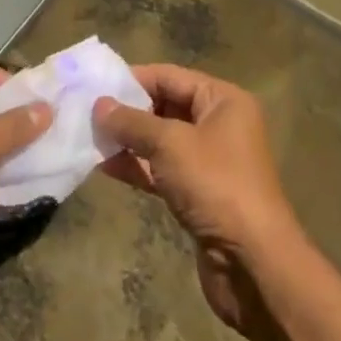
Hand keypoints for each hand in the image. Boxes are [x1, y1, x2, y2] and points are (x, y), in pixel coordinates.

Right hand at [94, 64, 300, 333]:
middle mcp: (219, 125)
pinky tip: (105, 166)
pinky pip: (162, 169)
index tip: (96, 85)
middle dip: (127, 111)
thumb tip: (99, 105)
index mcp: (223, 101)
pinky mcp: (198, 193)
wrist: (253, 264)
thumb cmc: (215, 185)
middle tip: (87, 112)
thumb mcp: (169, 144)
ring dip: (128, 140)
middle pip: (165, 106)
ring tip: (89, 138)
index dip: (133, 79)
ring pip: (160, 141)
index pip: (170, 76)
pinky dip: (137, 166)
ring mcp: (209, 161)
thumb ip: (131, 122)